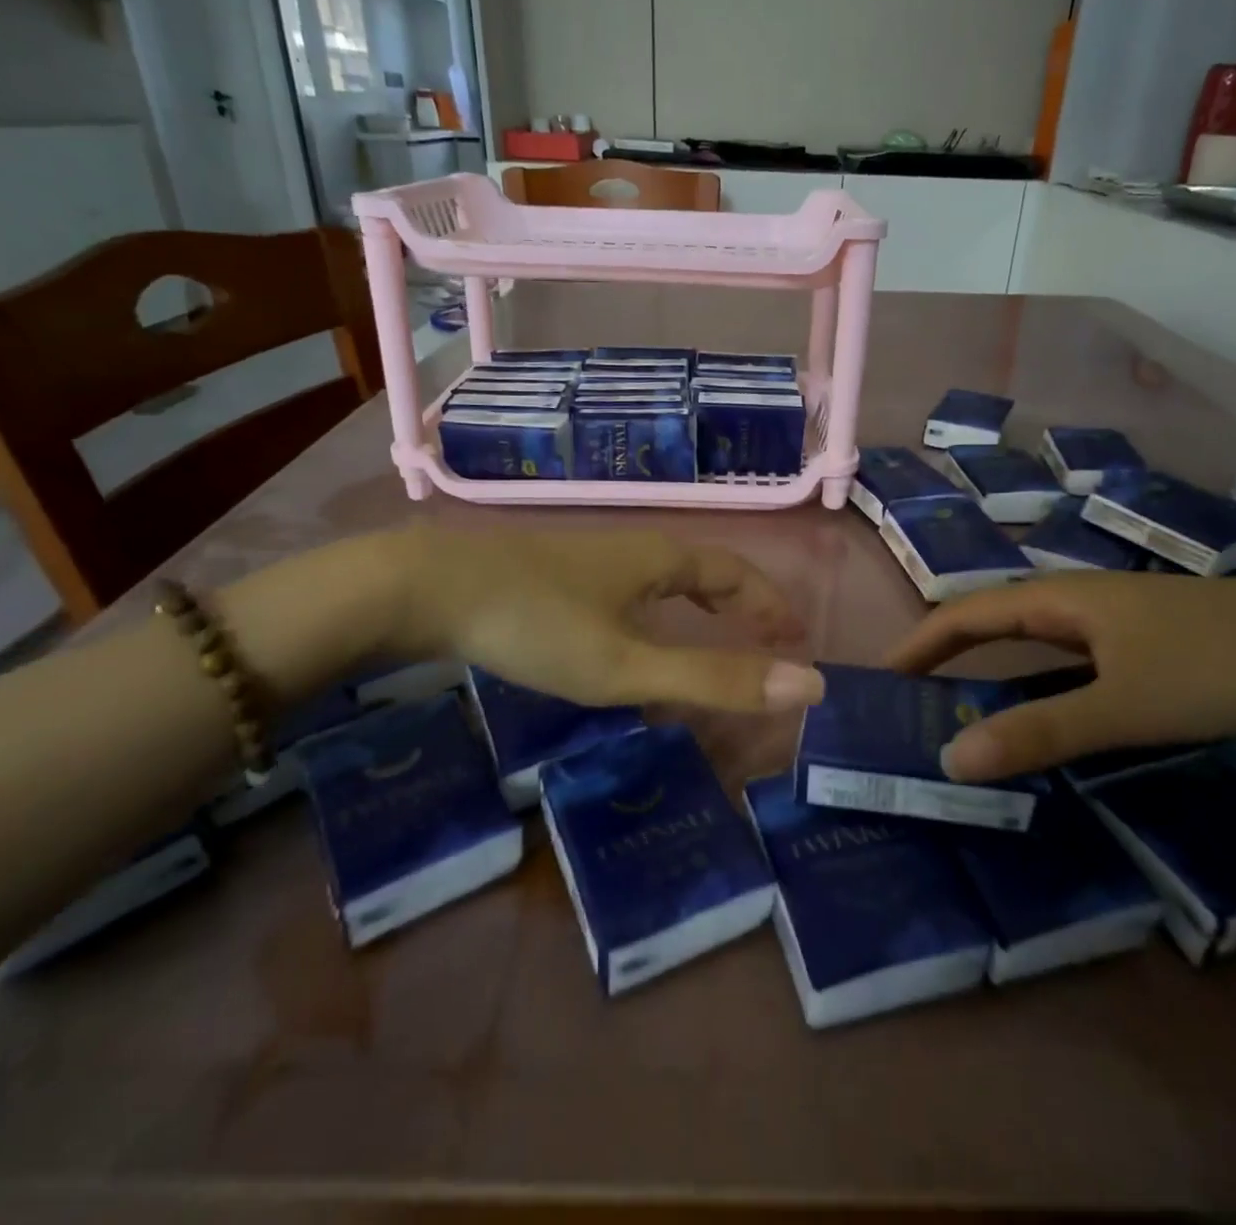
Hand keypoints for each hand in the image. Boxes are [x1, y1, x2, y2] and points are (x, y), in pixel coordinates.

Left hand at [377, 525, 824, 714]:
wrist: (428, 587)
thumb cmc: (537, 624)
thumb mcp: (627, 666)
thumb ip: (712, 680)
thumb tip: (808, 686)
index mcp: (662, 560)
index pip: (737, 574)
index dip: (771, 605)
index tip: (796, 638)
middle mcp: (634, 548)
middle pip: (706, 569)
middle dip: (743, 602)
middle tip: (768, 638)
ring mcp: (592, 557)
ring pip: (665, 576)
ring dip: (701, 602)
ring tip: (714, 632)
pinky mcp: (557, 571)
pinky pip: (631, 585)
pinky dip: (659, 606)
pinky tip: (635, 630)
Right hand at [886, 572, 1235, 780]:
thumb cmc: (1217, 665)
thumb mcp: (1125, 706)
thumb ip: (1040, 732)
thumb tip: (952, 759)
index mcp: (1058, 600)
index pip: (964, 615)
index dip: (918, 644)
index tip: (881, 679)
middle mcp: (1074, 602)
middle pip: (991, 624)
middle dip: (945, 659)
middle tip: (911, 705)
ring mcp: (1110, 621)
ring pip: (1030, 644)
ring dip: (989, 674)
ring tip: (960, 715)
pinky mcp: (1141, 643)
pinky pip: (1066, 662)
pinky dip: (1035, 686)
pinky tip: (1043, 716)